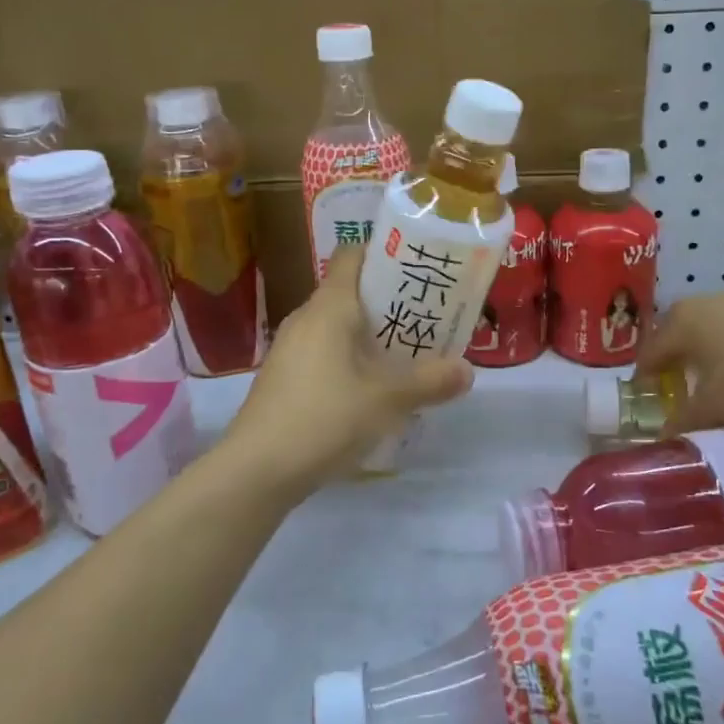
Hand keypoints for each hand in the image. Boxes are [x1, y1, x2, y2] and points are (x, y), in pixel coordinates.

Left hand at [221, 247, 472, 494]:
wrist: (256, 470)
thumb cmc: (324, 419)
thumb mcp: (387, 401)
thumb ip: (429, 382)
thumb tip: (468, 371)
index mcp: (329, 307)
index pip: (353, 255)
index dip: (385, 254)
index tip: (419, 269)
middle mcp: (306, 318)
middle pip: (350, 292)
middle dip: (389, 302)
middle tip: (427, 317)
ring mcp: (290, 349)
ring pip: (337, 327)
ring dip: (371, 336)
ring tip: (407, 354)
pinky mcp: (284, 378)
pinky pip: (324, 353)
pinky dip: (351, 360)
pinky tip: (372, 389)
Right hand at [637, 280, 723, 433]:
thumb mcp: (719, 405)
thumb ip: (687, 422)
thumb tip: (665, 437)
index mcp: (677, 325)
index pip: (647, 356)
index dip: (644, 384)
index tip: (649, 408)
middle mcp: (699, 306)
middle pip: (678, 343)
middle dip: (679, 372)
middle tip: (687, 401)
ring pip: (712, 338)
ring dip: (713, 363)